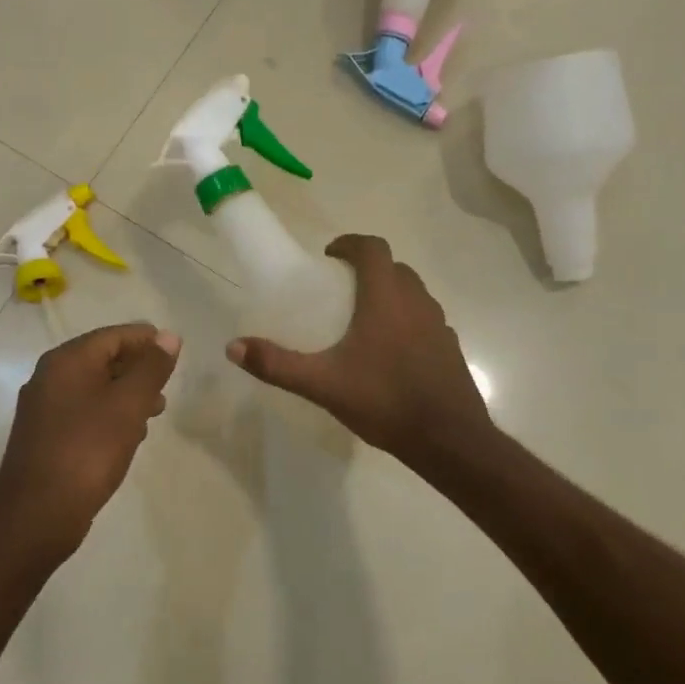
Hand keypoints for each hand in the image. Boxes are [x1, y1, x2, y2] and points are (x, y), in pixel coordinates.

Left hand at [0, 323, 181, 558]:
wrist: (38, 513)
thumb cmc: (88, 450)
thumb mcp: (128, 405)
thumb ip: (151, 368)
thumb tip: (168, 336)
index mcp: (66, 362)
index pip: (111, 336)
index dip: (144, 339)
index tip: (173, 349)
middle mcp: (49, 378)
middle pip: (101, 359)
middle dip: (137, 367)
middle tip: (168, 382)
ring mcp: (45, 409)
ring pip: (94, 388)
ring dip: (126, 393)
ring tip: (156, 410)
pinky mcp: (46, 437)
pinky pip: (84, 413)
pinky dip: (110, 415)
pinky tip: (130, 434)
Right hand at [226, 234, 491, 469]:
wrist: (448, 439)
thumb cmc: (384, 401)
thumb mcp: (322, 385)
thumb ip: (276, 365)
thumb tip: (233, 346)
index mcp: (386, 298)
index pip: (372, 248)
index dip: (350, 244)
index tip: (329, 256)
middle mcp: (417, 301)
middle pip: (394, 267)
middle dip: (367, 268)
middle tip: (340, 289)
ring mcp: (439, 324)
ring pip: (413, 292)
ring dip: (389, 293)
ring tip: (362, 319)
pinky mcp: (450, 347)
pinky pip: (425, 319)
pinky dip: (406, 320)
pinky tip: (390, 352)